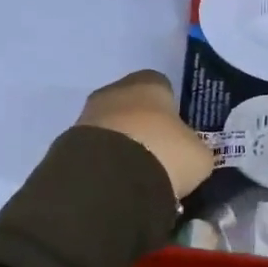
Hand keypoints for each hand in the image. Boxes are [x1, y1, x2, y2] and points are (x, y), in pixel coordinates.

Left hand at [76, 70, 214, 201]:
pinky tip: (116, 183)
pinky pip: (95, 149)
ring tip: (136, 176)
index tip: (177, 136)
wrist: (110, 178)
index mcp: (149, 83)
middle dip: (143, 128)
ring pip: (111, 127)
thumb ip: (193, 147)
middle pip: (133, 106)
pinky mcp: (70, 141)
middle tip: (158, 158)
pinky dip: (105, 162)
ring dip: (121, 146)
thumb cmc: (165, 153)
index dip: (171, 111)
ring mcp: (88, 114)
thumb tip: (187, 154)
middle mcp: (114, 90)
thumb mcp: (198, 154)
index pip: (162, 88)